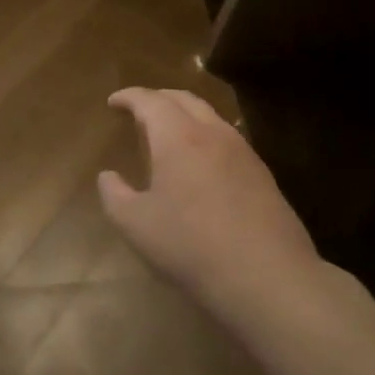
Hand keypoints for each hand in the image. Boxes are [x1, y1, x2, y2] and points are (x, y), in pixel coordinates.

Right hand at [98, 88, 323, 322]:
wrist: (267, 277)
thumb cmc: (190, 245)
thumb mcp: (135, 224)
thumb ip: (113, 194)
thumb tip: (108, 176)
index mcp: (178, 137)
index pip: (150, 101)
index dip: (129, 97)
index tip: (113, 102)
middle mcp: (213, 134)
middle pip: (184, 99)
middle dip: (158, 98)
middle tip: (138, 109)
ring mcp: (243, 153)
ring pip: (211, 117)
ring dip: (185, 115)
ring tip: (168, 133)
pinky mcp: (263, 175)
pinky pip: (227, 139)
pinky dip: (205, 136)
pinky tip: (200, 162)